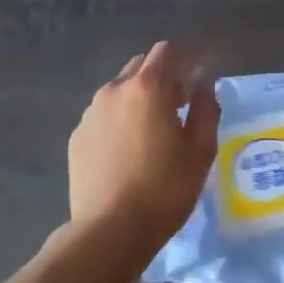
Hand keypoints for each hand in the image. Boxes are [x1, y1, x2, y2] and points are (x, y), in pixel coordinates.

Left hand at [68, 41, 220, 251]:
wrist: (110, 231)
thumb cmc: (165, 188)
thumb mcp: (201, 149)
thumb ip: (206, 107)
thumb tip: (204, 83)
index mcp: (147, 88)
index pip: (167, 51)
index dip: (186, 59)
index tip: (198, 78)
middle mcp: (114, 90)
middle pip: (142, 66)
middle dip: (163, 77)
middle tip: (179, 106)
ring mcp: (91, 113)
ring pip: (120, 90)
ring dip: (139, 98)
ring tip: (152, 131)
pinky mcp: (78, 136)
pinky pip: (104, 114)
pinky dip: (120, 119)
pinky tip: (128, 151)